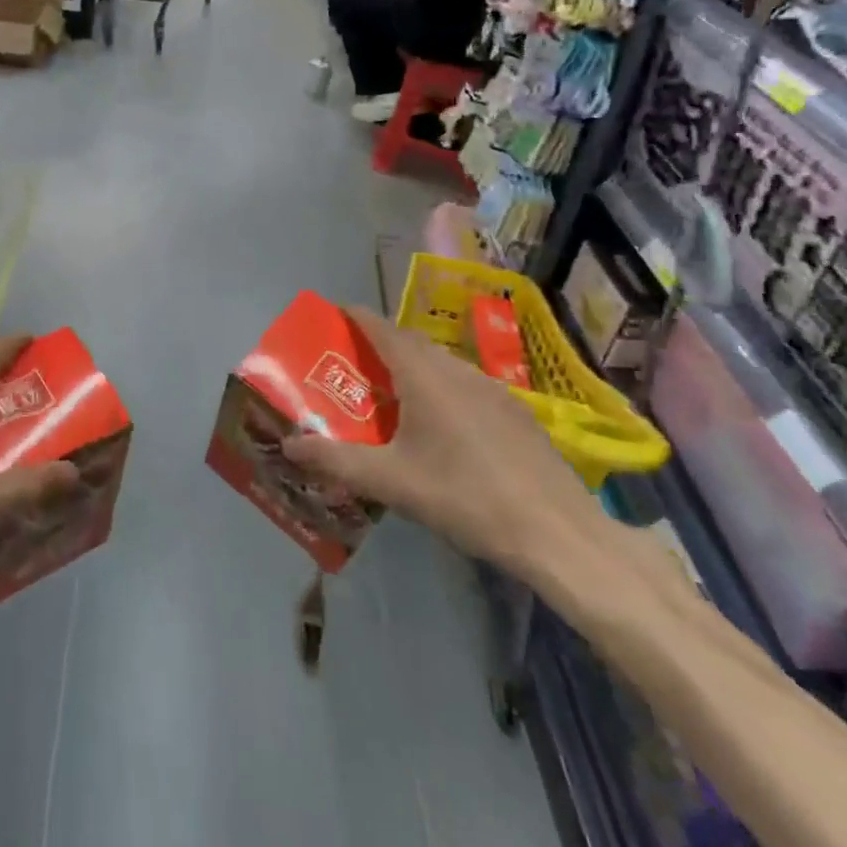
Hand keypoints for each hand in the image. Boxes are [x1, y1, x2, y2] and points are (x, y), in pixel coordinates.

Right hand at [282, 307, 606, 581]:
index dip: (357, 317)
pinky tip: (444, 426)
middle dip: (381, 343)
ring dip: (414, 366)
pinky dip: (443, 387)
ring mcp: (493, 389)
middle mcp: (457, 370)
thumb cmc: (465, 497)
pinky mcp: (516, 412)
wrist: (557, 532)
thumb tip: (289, 446)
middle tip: (355, 363)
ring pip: (442, 363)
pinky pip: (467, 383)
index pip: (382, 329)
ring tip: (393, 394)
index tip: (335, 314)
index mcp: (425, 376)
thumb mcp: (391, 482)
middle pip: (412, 342)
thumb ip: (336, 461)